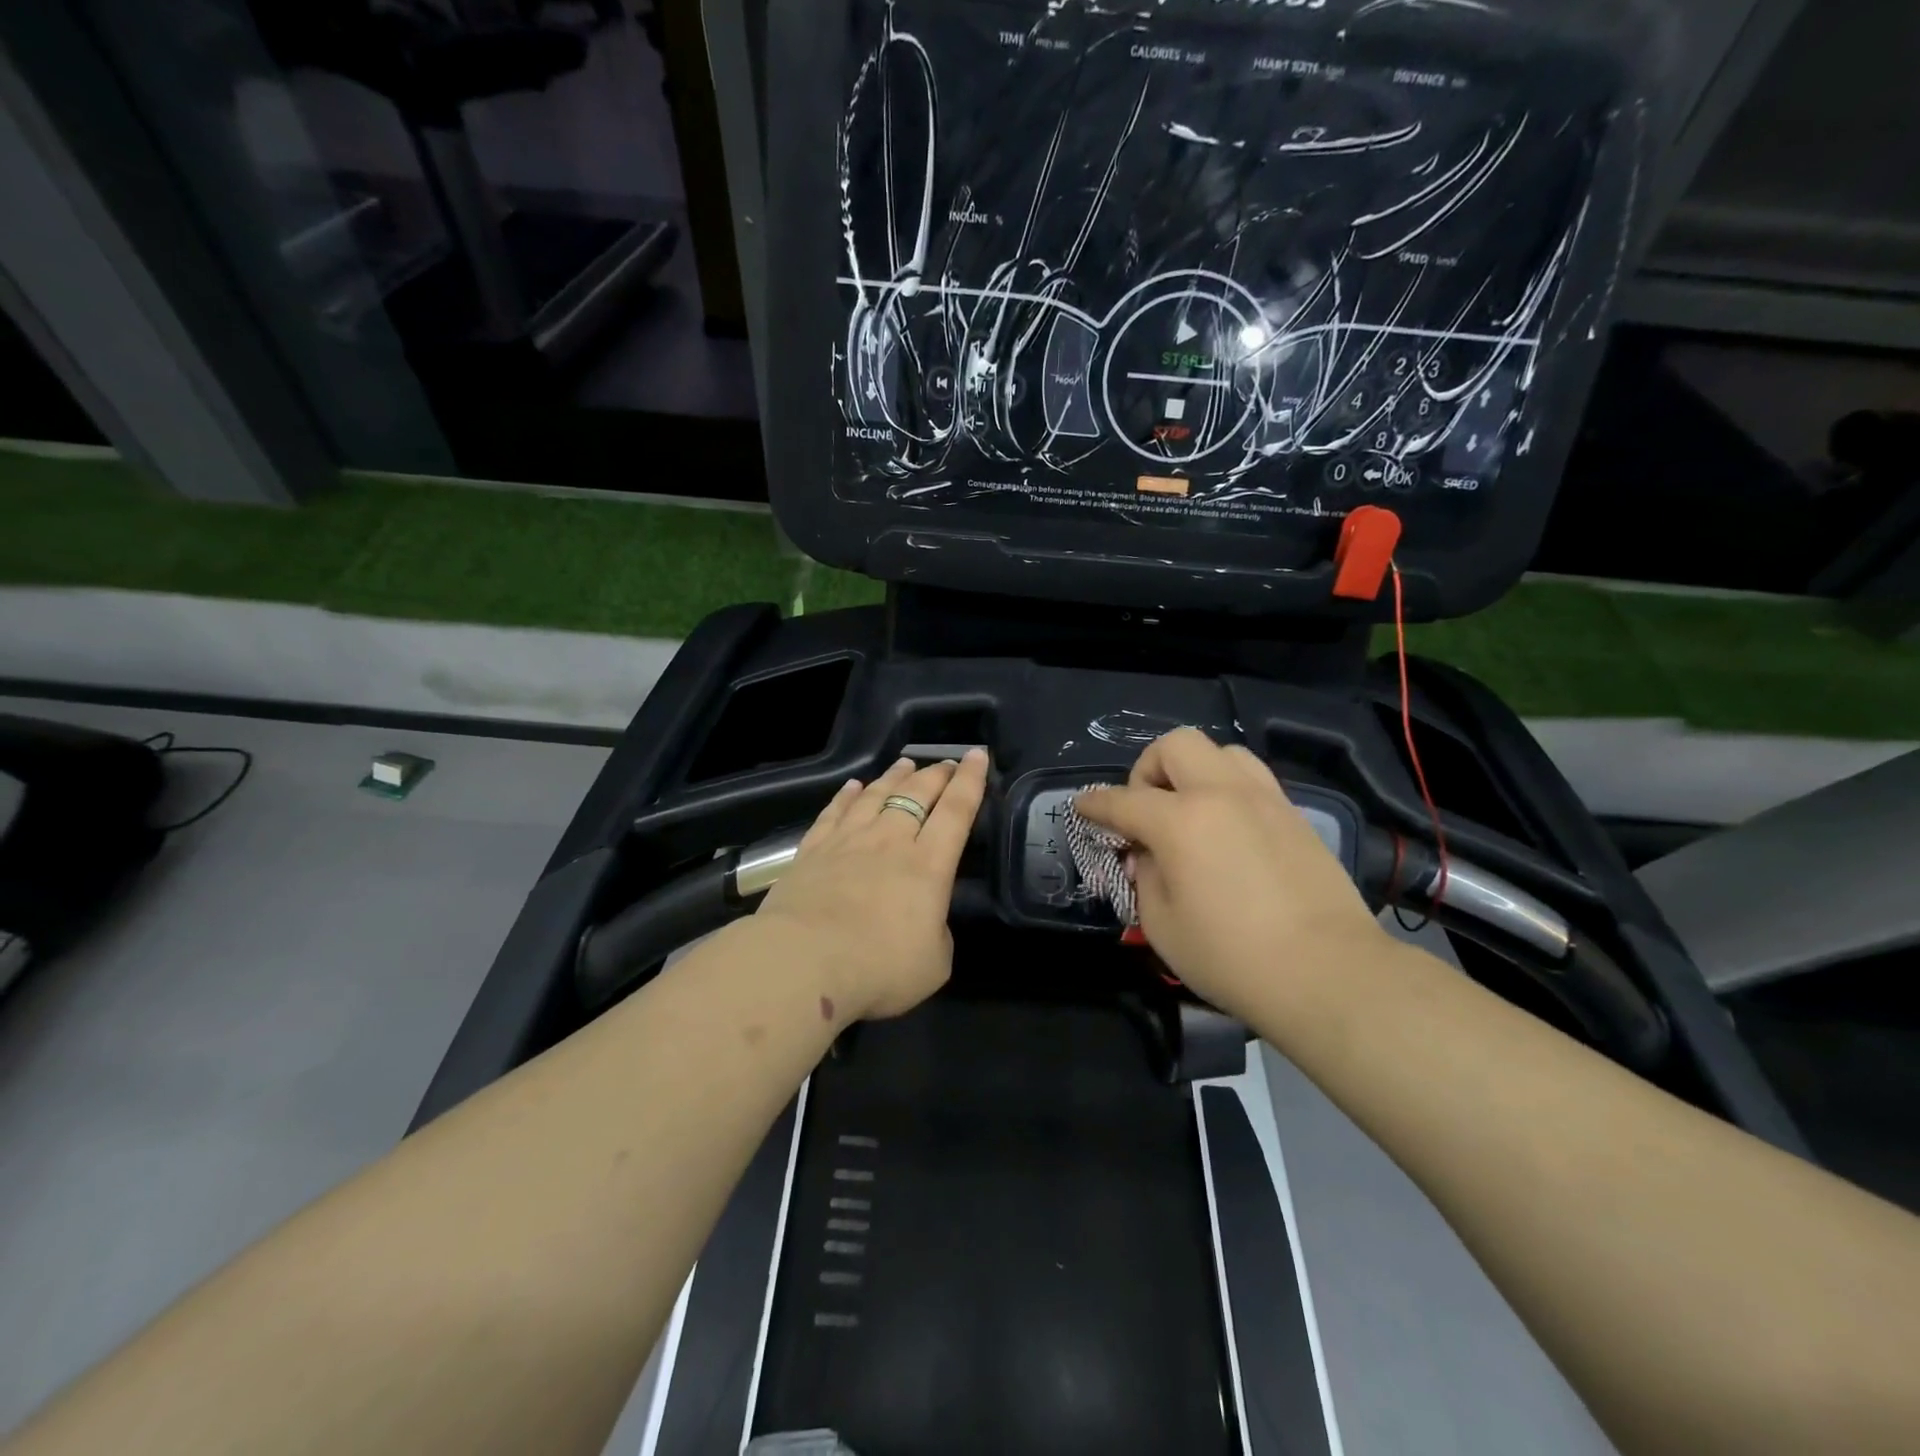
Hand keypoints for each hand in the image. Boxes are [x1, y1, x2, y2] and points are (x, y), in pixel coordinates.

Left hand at [754, 749, 989, 1021]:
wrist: (804, 962)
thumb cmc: (878, 968)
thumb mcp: (933, 964)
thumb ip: (937, 934)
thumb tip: (927, 921)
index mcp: (929, 865)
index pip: (956, 810)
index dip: (971, 781)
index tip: (978, 755)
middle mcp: (890, 841)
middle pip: (917, 794)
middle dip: (937, 774)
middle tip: (948, 763)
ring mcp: (848, 841)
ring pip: (877, 795)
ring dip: (895, 777)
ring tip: (906, 764)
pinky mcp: (812, 850)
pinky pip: (834, 812)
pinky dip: (847, 796)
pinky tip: (853, 787)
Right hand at [1076, 729, 1387, 1020]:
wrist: (1328, 973)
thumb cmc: (1232, 957)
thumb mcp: (1162, 925)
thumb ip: (1144, 876)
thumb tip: (1146, 854)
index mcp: (1180, 821)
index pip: (1122, 800)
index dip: (1095, 803)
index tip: (1082, 807)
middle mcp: (1221, 795)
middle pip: (1175, 746)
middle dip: (1148, 769)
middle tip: (1146, 811)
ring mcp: (1264, 800)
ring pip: (1221, 752)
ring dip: (1193, 772)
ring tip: (1190, 811)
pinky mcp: (1295, 816)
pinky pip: (1252, 780)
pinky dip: (1228, 790)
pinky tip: (1227, 830)